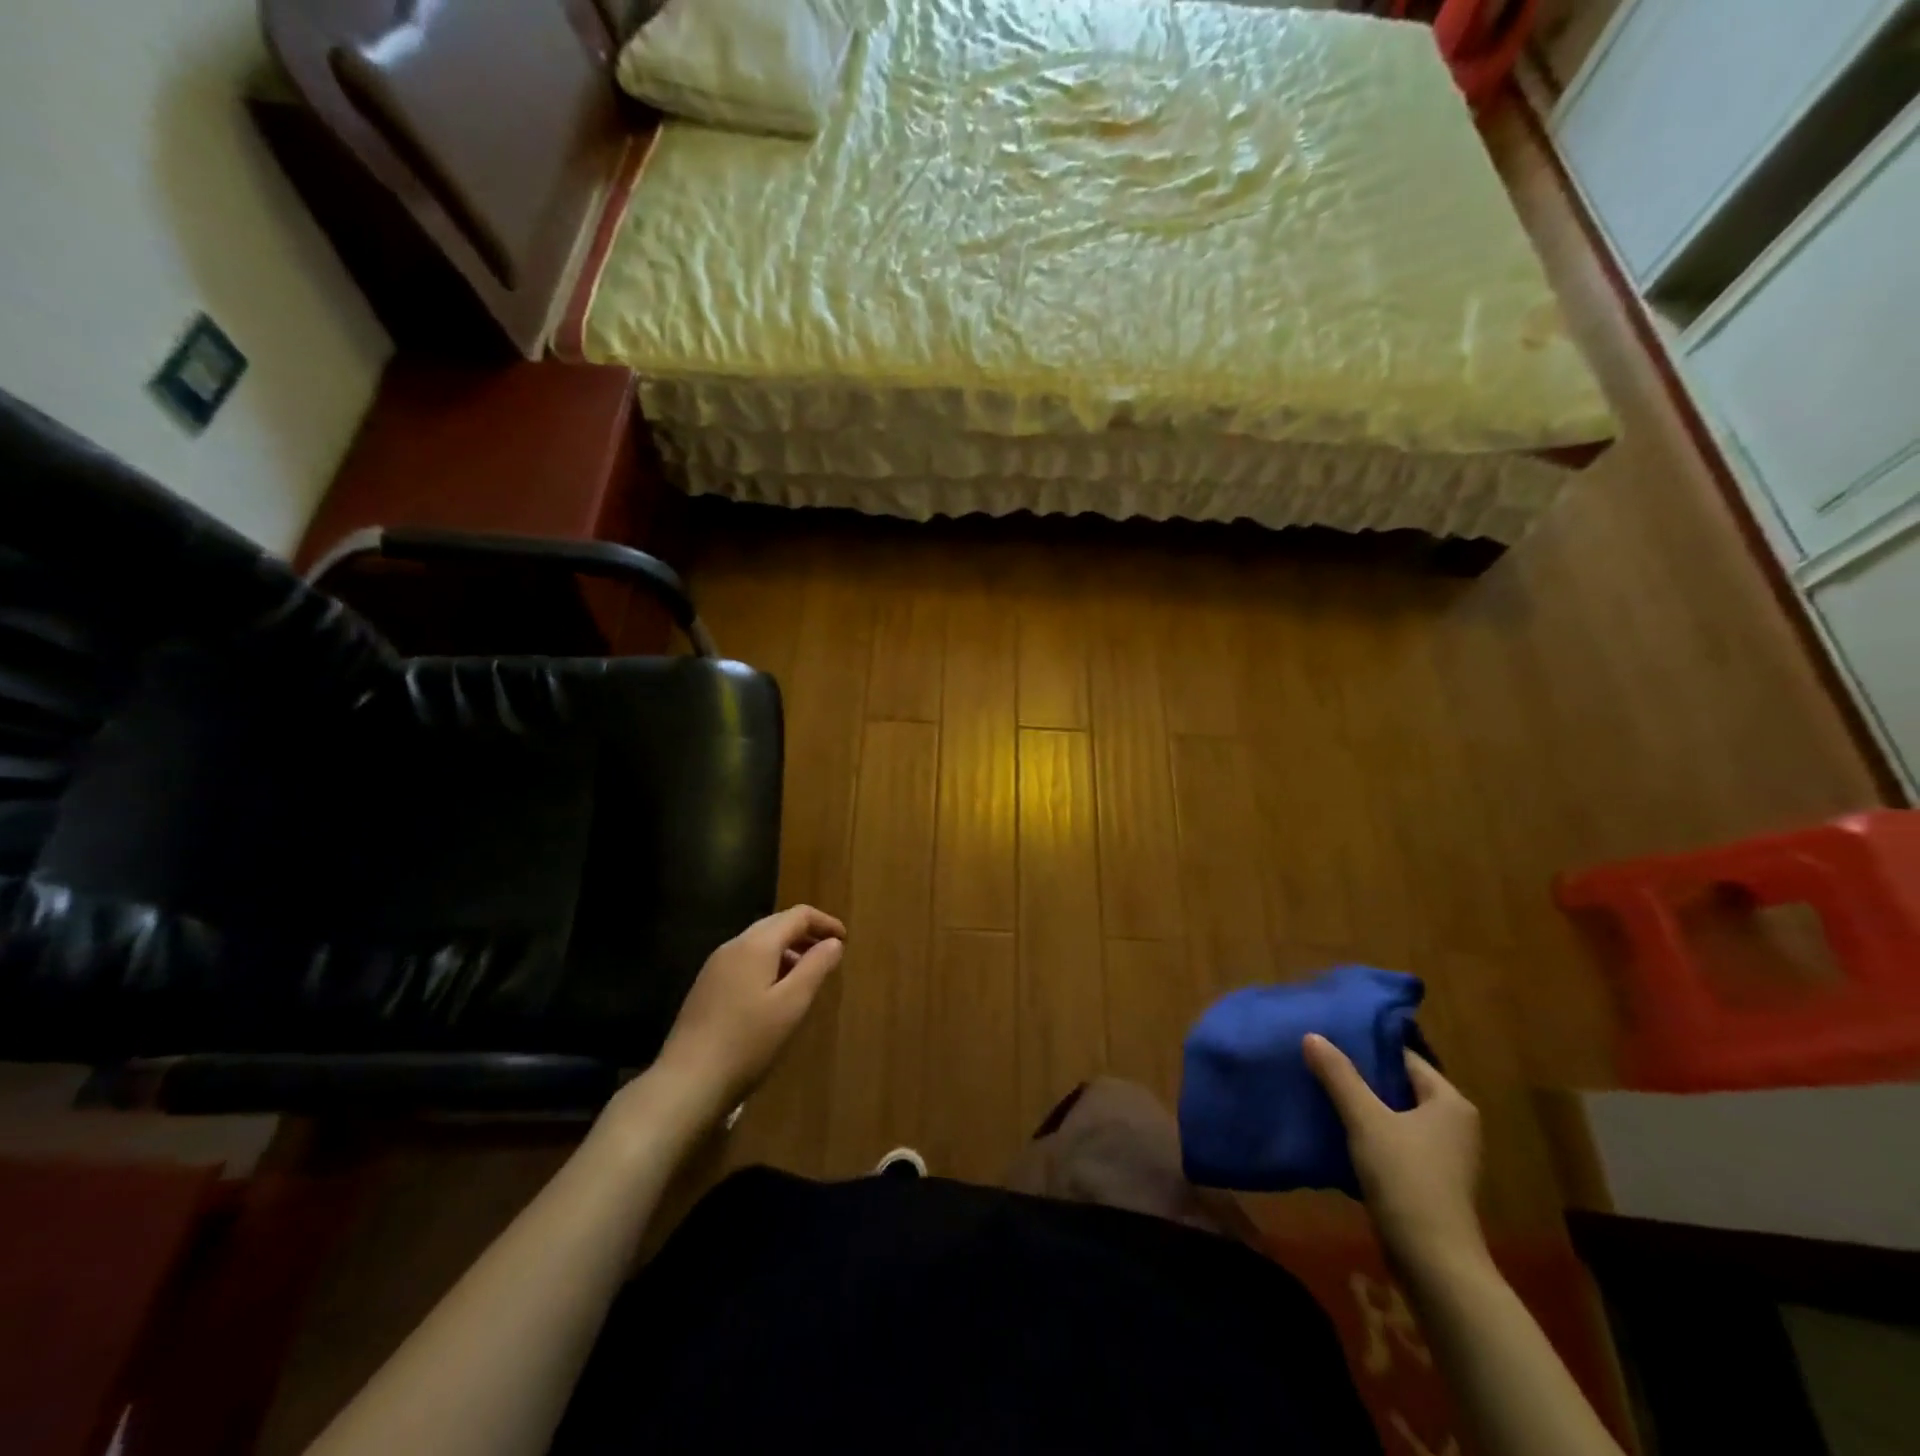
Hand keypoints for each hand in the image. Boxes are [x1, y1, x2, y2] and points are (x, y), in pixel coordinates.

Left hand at [651, 905, 845, 1122]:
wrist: (686, 1082)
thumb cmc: (747, 1042)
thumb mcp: (791, 1005)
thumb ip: (815, 967)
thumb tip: (833, 942)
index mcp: (756, 944)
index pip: (797, 915)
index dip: (825, 923)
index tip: (845, 940)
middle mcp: (733, 946)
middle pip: (776, 924)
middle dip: (806, 934)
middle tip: (829, 955)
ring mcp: (715, 966)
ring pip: (759, 943)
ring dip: (788, 951)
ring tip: (807, 977)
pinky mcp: (706, 987)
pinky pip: (745, 961)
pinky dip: (768, 965)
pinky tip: (775, 995)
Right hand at [1303, 1034, 1486, 1274]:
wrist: (1434, 1263)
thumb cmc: (1407, 1179)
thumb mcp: (1366, 1120)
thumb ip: (1339, 1076)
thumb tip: (1312, 1035)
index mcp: (1449, 1102)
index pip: (1404, 1057)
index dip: (1367, 1045)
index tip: (1329, 1036)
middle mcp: (1453, 1124)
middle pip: (1397, 1085)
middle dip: (1359, 1075)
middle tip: (1318, 1059)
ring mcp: (1442, 1155)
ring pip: (1393, 1114)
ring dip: (1360, 1105)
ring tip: (1318, 1088)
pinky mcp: (1428, 1180)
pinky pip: (1392, 1141)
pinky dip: (1367, 1133)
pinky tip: (1334, 1129)